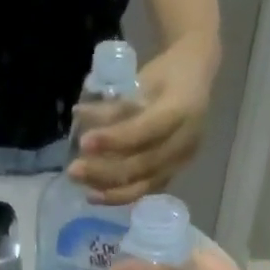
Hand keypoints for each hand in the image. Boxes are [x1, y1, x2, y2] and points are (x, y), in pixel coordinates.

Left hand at [69, 34, 217, 204]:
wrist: (196, 79)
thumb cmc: (165, 74)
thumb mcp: (141, 79)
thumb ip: (114, 103)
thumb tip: (78, 117)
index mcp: (181, 110)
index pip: (145, 131)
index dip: (114, 139)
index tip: (83, 143)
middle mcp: (185, 141)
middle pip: (143, 164)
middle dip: (105, 171)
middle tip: (73, 171)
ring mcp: (182, 161)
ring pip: (144, 184)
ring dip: (110, 190)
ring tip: (83, 190)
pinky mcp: (175, 173)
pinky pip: (146, 189)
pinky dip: (121, 195)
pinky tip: (98, 194)